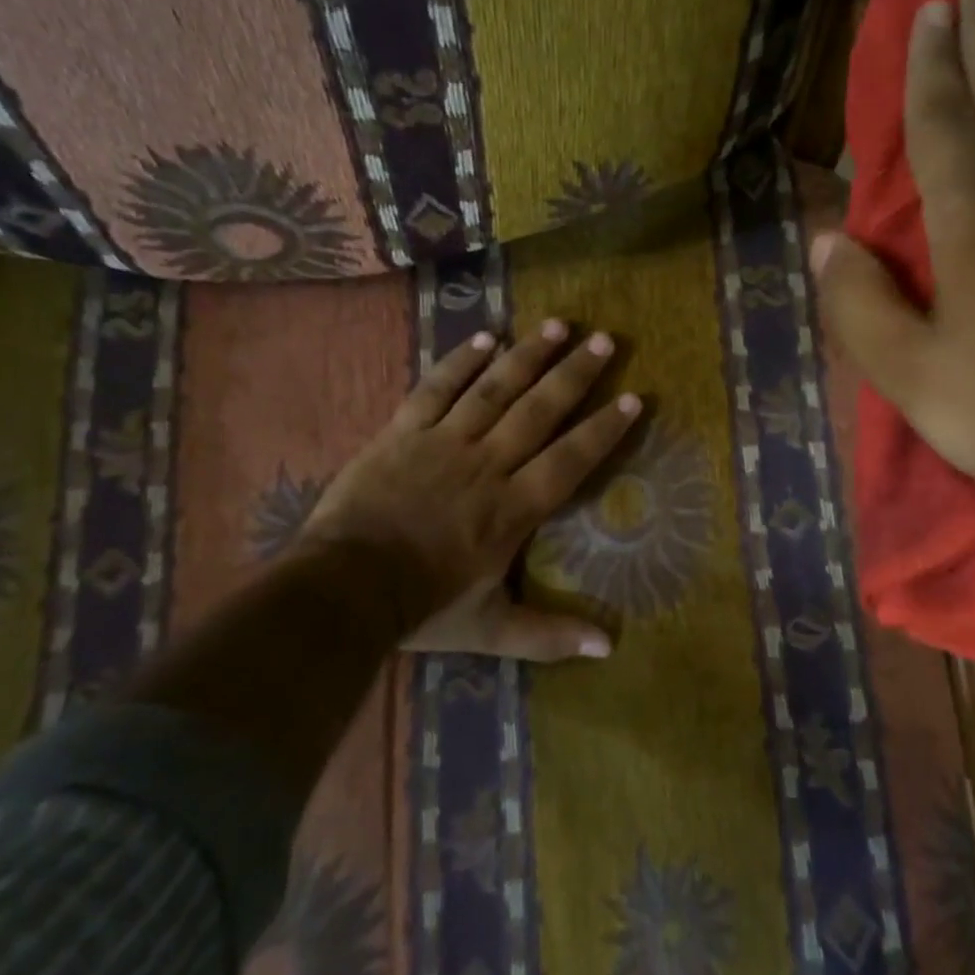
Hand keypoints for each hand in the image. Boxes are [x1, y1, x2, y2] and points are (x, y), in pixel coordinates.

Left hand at [299, 319, 639, 661]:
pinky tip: (486, 337)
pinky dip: (461, 361)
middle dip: (575, 375)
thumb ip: (550, 635)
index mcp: (513, 508)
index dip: (603, 430)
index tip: (632, 398)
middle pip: (539, 411)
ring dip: (528, 355)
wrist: (343, 589)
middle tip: (605, 340)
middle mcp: (488, 464)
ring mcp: (444, 442)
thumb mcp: (492, 629)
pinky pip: (437, 389)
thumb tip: (609, 648)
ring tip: (558, 325)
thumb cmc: (423, 607)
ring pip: (494, 389)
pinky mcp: (404, 432)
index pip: (570, 460)